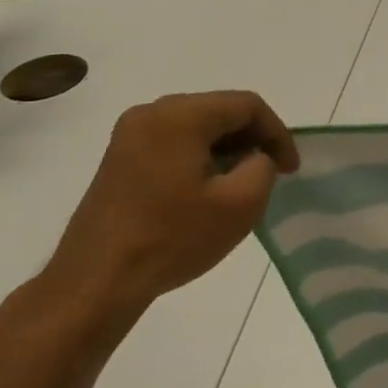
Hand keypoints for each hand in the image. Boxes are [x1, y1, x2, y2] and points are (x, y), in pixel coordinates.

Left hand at [43, 91, 299, 322]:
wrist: (96, 281)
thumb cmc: (173, 238)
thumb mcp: (241, 204)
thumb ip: (263, 166)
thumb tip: (254, 157)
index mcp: (180, 116)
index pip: (247, 105)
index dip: (277, 133)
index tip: (290, 169)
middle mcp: (151, 113)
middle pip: (220, 110)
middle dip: (253, 137)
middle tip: (274, 171)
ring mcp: (129, 135)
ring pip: (197, 126)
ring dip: (228, 147)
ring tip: (246, 181)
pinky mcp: (119, 158)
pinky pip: (174, 141)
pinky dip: (201, 156)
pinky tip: (210, 188)